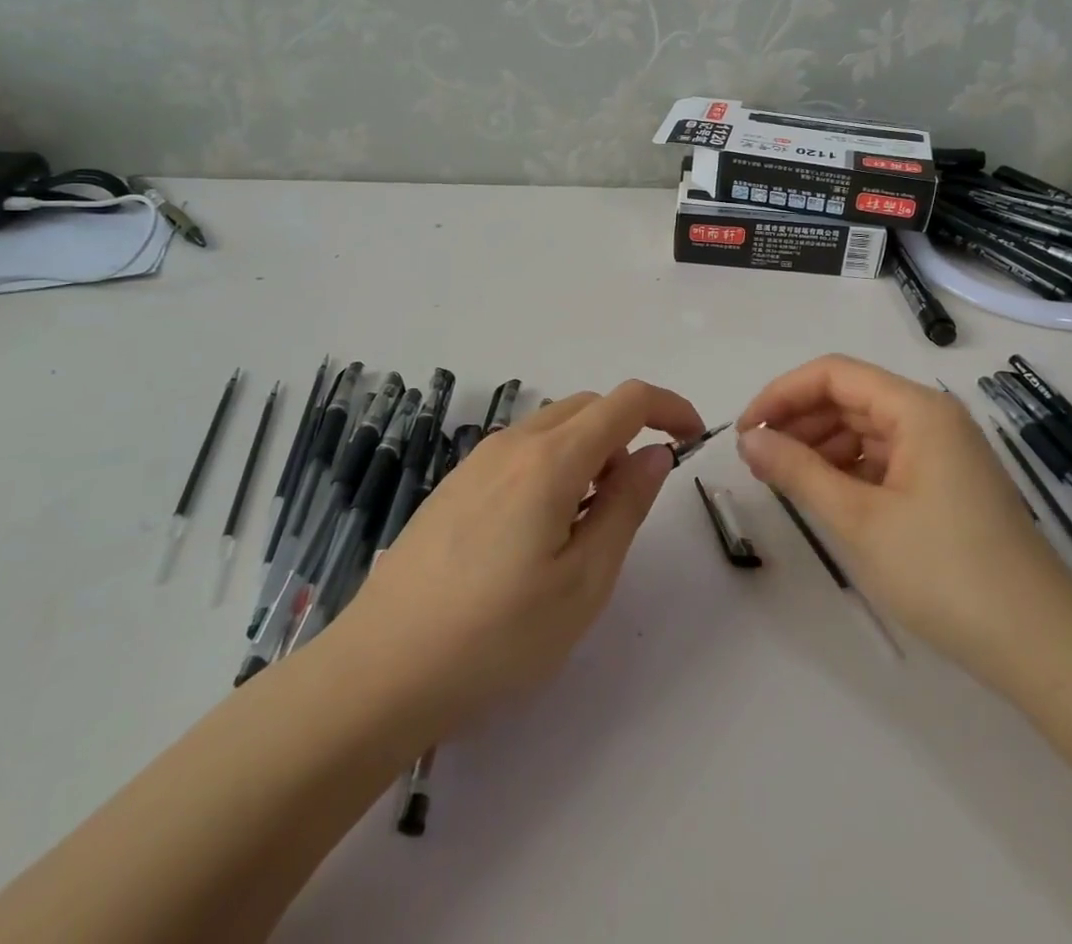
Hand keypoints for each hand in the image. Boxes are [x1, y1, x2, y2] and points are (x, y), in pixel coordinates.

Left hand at [329, 380, 702, 739]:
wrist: (380, 670)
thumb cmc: (496, 636)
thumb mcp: (583, 581)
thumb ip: (626, 506)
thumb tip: (656, 454)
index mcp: (550, 460)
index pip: (625, 401)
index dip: (668, 407)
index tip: (691, 439)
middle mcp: (512, 443)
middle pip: (588, 407)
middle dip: (628, 432)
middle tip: (637, 495)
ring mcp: (477, 461)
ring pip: (553, 426)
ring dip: (590, 449)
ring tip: (589, 521)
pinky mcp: (455, 483)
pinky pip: (522, 450)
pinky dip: (555, 463)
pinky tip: (541, 528)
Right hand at [737, 355, 1071, 683]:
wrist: (1041, 647)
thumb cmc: (944, 573)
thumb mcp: (858, 519)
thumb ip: (797, 470)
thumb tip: (749, 438)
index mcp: (917, 409)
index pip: (833, 374)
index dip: (782, 394)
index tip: (745, 430)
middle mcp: (932, 417)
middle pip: (849, 398)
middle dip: (798, 421)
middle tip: (757, 460)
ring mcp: (943, 451)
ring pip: (865, 429)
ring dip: (820, 446)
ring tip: (784, 480)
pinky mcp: (947, 484)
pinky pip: (885, 458)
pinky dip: (849, 470)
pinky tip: (826, 496)